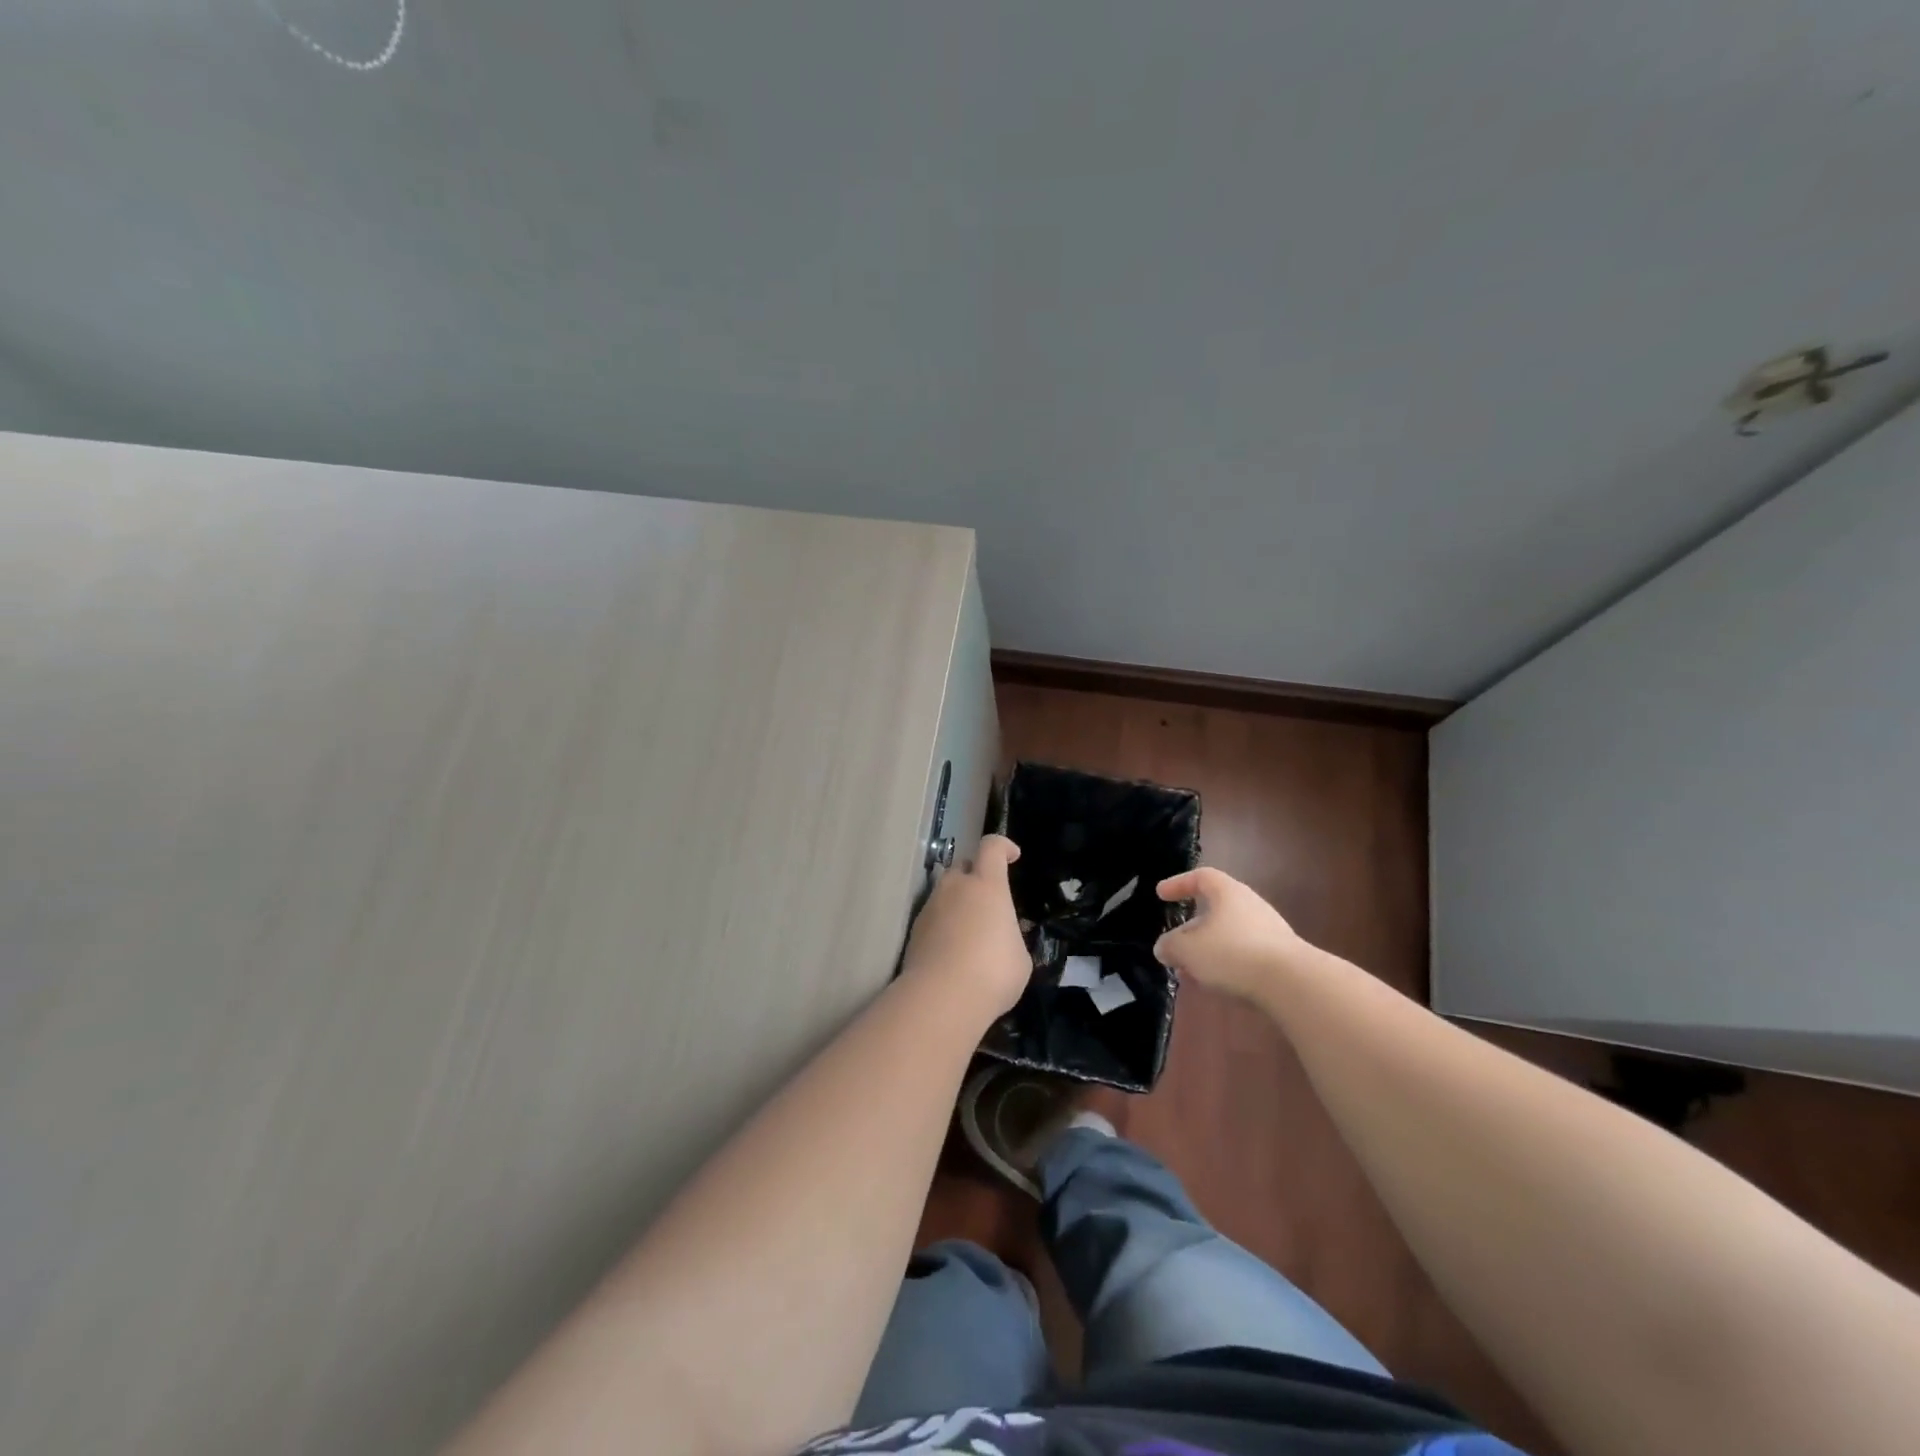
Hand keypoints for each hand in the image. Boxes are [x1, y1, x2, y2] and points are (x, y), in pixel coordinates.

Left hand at [901, 835, 1031, 1018]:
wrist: (941, 998)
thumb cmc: (993, 973)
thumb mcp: (1019, 958)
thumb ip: (1011, 938)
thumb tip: (1003, 939)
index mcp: (987, 886)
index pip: (992, 847)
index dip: (1003, 846)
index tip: (1012, 855)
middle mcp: (956, 887)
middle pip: (963, 867)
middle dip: (976, 876)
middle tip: (988, 901)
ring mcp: (930, 907)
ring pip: (945, 892)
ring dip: (958, 902)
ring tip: (970, 931)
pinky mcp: (914, 930)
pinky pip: (933, 917)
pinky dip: (943, 925)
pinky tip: (952, 951)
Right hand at [1153, 867, 1305, 1000]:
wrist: (1293, 983)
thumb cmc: (1233, 953)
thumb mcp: (1188, 950)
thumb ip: (1170, 946)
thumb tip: (1163, 948)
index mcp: (1228, 893)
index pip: (1201, 877)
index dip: (1178, 884)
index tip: (1161, 894)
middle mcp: (1250, 906)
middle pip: (1214, 910)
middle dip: (1190, 930)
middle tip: (1173, 947)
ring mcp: (1268, 931)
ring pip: (1227, 936)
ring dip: (1206, 951)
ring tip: (1190, 973)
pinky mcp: (1279, 957)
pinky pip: (1244, 955)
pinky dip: (1225, 965)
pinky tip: (1216, 985)